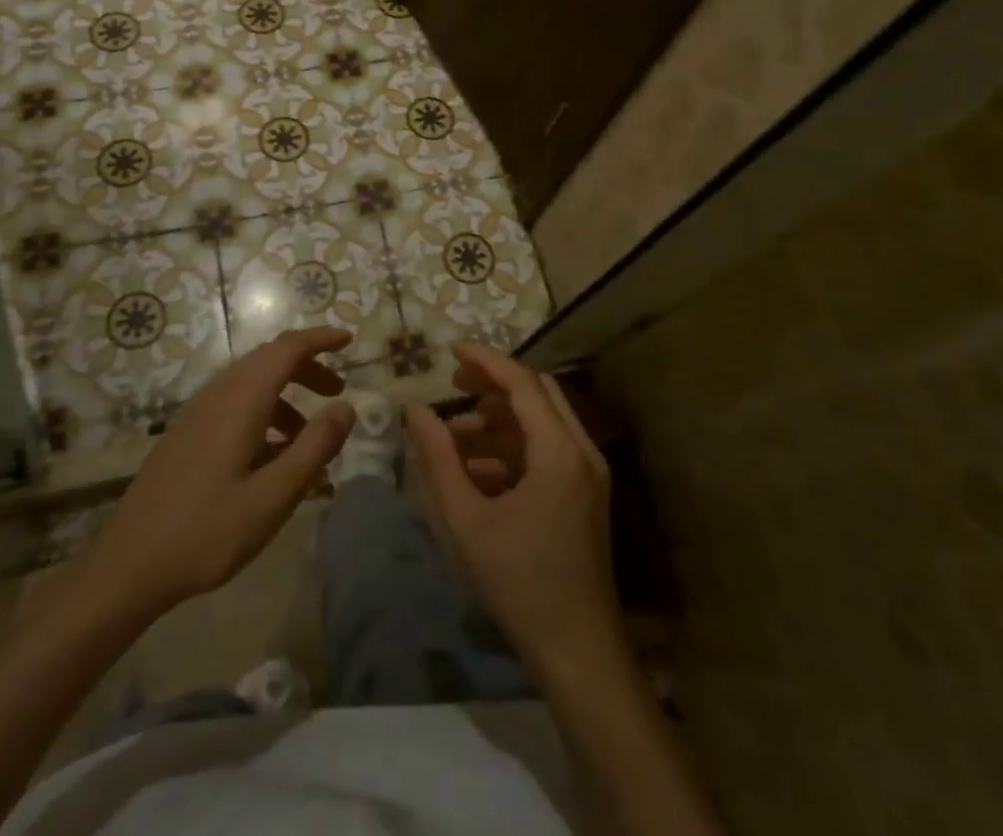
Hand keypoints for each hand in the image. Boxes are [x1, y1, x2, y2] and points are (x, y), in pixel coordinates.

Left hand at [70, 327, 354, 621]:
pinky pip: (234, 402)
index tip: (349, 341)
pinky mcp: (187, 432)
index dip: (320, 339)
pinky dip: (264, 410)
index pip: (287, 348)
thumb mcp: (272, 497)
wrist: (128, 565)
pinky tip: (271, 454)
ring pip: (251, 381)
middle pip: (269, 359)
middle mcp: (218, 394)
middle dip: (308, 367)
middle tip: (338, 392)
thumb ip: (314, 448)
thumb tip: (347, 407)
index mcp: (240, 400)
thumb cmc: (207, 532)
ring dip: (286, 392)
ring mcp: (197, 412)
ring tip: (309, 433)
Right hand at [404, 342, 622, 674]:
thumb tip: (413, 409)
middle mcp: (582, 450)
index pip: (522, 383)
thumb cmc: (520, 584)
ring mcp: (589, 472)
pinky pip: (548, 449)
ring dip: (501, 418)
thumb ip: (438, 458)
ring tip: (454, 435)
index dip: (485, 360)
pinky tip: (477, 469)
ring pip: (543, 420)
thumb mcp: (467, 520)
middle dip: (494, 383)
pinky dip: (513, 446)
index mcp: (559, 451)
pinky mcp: (586, 493)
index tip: (450, 350)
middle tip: (453, 384)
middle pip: (538, 393)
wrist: (579, 652)